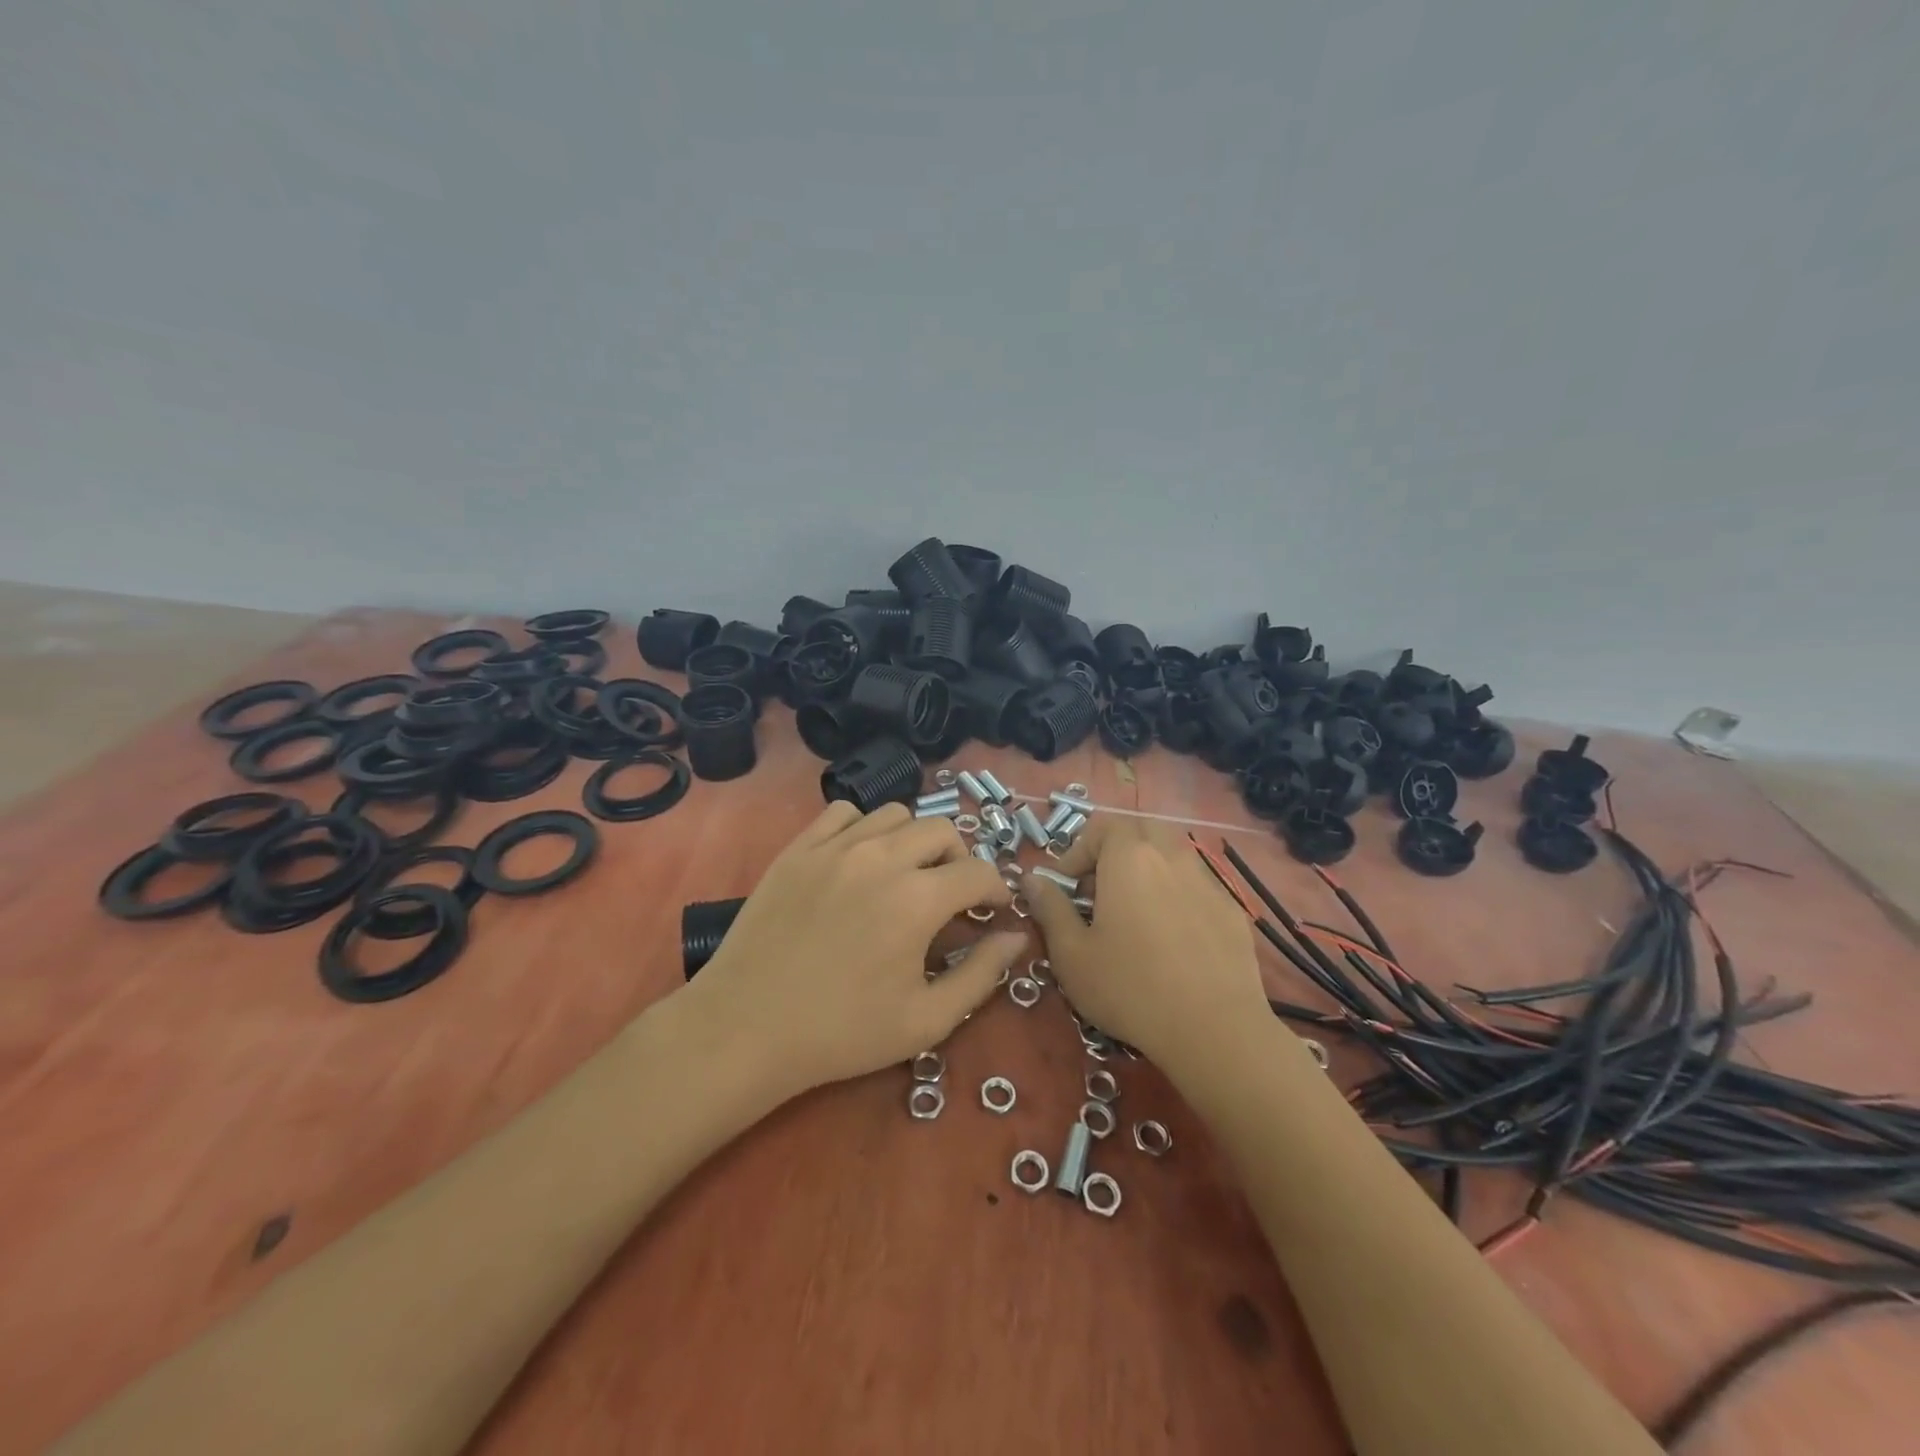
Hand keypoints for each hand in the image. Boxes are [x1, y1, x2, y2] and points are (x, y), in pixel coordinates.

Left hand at [689, 801, 1027, 1098]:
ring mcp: (834, 847)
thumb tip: (1016, 937)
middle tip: (951, 894)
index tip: (991, 910)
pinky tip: (858, 861)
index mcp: (918, 899)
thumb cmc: (842, 1032)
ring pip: (894, 814)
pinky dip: (863, 828)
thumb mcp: (926, 1020)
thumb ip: (982, 975)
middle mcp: (881, 858)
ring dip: (913, 840)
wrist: (747, 1028)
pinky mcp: (798, 848)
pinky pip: (844, 814)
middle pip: (941, 830)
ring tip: (905, 874)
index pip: (978, 872)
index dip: (995, 889)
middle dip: (959, 859)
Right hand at [1024, 817, 1267, 1073]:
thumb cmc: (1130, 988)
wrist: (1215, 1030)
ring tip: (1135, 914)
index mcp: (1129, 857)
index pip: (1101, 827)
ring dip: (1148, 871)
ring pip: (1172, 856)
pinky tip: (1173, 938)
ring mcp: (1207, 881)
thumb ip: (1049, 908)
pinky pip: (1196, 885)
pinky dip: (1177, 895)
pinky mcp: (1231, 909)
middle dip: (1115, 852)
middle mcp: (1171, 856)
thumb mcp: (1072, 954)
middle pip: (1140, 832)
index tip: (1065, 888)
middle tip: (1099, 891)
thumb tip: (1032, 880)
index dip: (1078, 852)